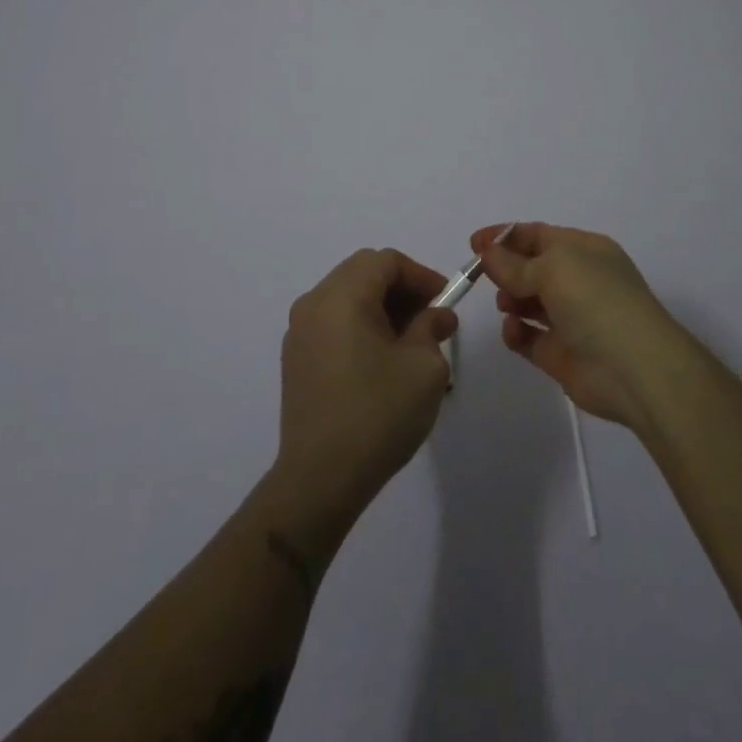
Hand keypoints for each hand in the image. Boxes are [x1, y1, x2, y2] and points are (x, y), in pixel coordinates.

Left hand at [273, 248, 459, 540]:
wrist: (319, 479)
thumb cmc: (378, 414)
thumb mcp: (423, 368)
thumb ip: (432, 328)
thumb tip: (437, 316)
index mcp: (342, 296)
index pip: (386, 261)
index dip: (420, 275)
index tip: (445, 300)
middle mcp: (314, 303)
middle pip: (363, 272)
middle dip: (401, 288)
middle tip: (430, 317)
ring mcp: (299, 332)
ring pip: (347, 296)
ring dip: (381, 306)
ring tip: (410, 341)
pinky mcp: (295, 359)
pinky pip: (332, 321)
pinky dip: (360, 324)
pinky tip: (381, 359)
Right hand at [474, 222, 683, 427]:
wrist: (634, 368)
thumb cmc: (596, 300)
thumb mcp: (553, 268)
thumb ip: (514, 263)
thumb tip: (488, 253)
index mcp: (585, 250)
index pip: (539, 235)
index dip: (505, 237)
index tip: (474, 244)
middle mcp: (579, 281)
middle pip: (531, 268)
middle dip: (506, 270)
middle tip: (483, 275)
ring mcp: (571, 319)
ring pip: (529, 302)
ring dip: (510, 300)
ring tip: (506, 304)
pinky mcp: (561, 354)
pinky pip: (529, 337)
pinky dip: (516, 333)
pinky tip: (513, 331)